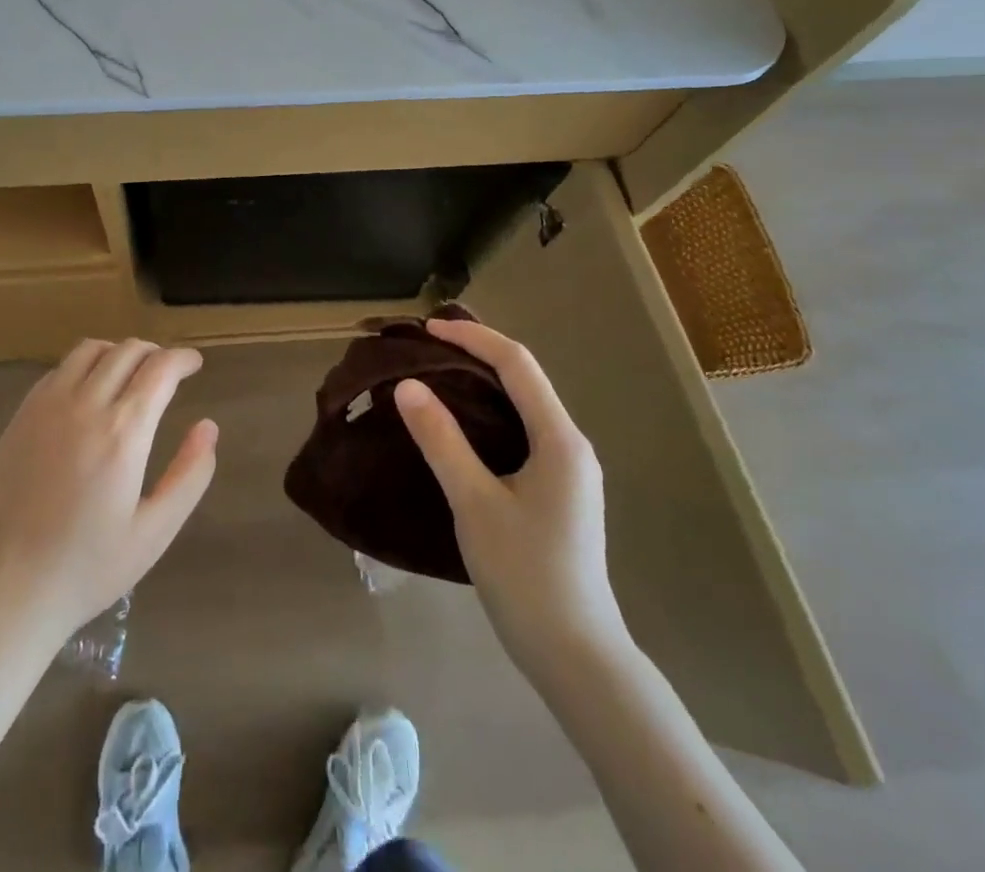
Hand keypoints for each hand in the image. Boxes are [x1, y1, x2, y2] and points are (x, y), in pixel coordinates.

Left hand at [0, 339, 217, 639]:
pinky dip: (85, 365)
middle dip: (155, 353)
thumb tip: (209, 427)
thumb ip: (190, 475)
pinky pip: (59, 369)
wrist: (5, 589)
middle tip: (168, 371)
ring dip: (118, 352)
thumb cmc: (87, 568)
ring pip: (90, 350)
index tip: (195, 364)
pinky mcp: (21, 416)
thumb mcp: (154, 532)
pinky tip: (89, 391)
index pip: (160, 369)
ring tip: (131, 374)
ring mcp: (47, 406)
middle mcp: (85, 405)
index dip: (182, 359)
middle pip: (127, 351)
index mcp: (123, 432)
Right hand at [394, 318, 623, 656]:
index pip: (516, 364)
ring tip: (435, 376)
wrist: (575, 655)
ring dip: (482, 383)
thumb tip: (408, 386)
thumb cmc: (525, 575)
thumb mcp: (475, 503)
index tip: (427, 328)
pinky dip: (489, 414)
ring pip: (523, 406)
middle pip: (524, 378)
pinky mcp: (559, 490)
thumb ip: (442, 441)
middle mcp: (571, 444)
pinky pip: (522, 431)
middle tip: (425, 348)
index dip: (472, 337)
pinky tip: (459, 427)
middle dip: (476, 354)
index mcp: (559, 439)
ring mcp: (569, 469)